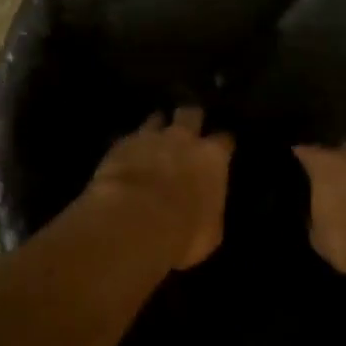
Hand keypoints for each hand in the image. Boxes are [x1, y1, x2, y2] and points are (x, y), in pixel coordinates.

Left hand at [84, 108, 233, 269]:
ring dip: (157, 127)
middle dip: (190, 118)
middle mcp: (183, 139)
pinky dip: (130, 145)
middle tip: (187, 127)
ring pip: (157, 118)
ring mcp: (150, 137)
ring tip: (154, 136)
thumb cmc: (182, 232)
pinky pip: (129, 137)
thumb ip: (209, 211)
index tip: (220, 149)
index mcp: (212, 159)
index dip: (222, 144)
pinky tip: (127, 155)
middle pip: (191, 113)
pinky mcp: (121, 144)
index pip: (224, 140)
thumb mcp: (209, 232)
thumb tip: (205, 209)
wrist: (132, 220)